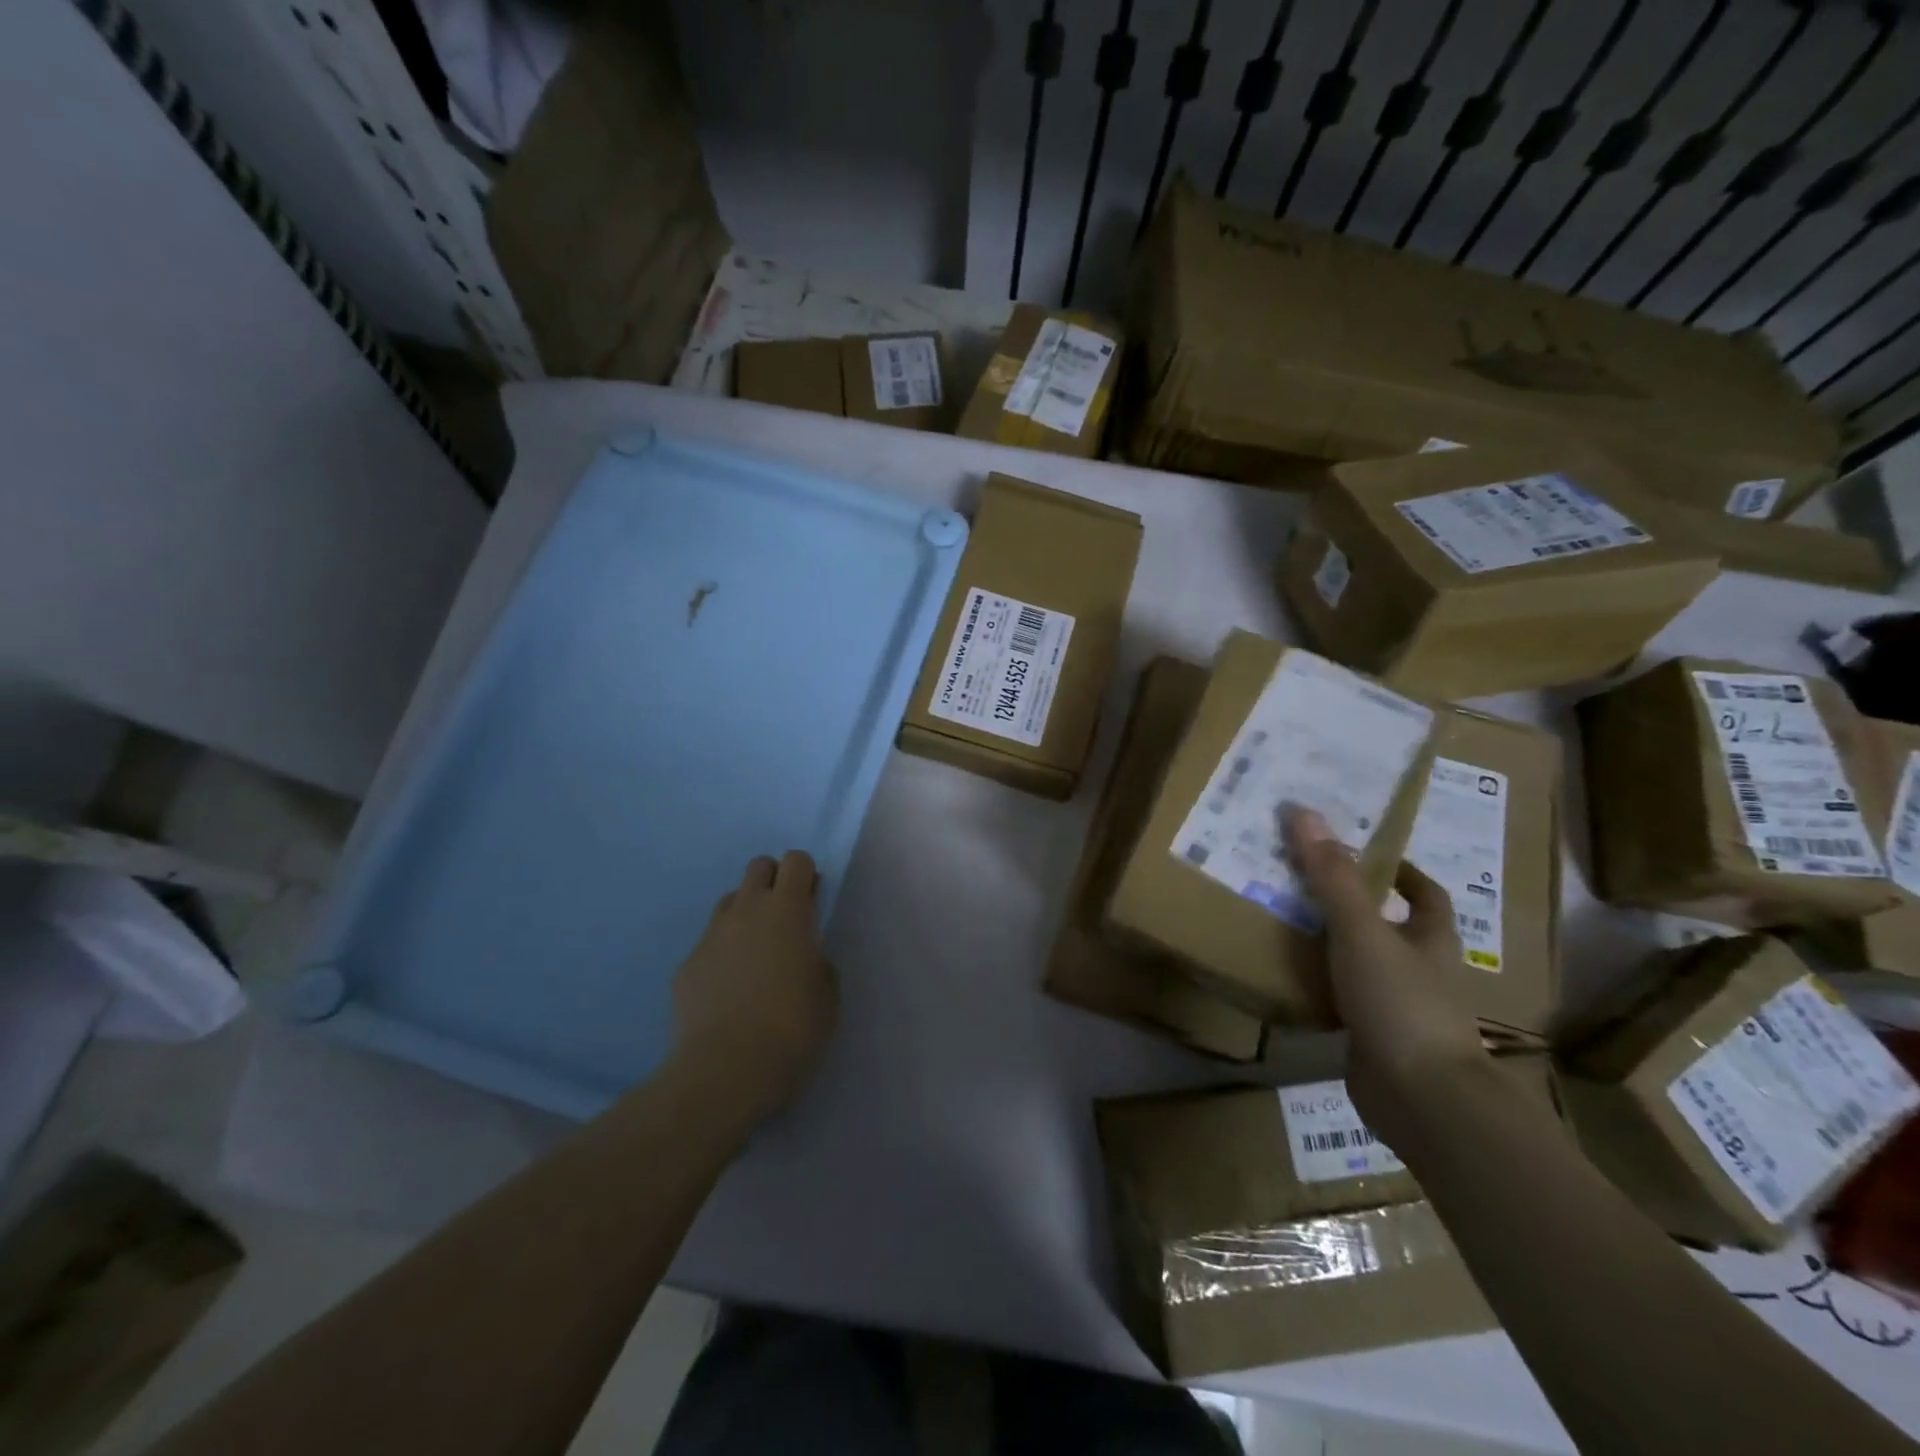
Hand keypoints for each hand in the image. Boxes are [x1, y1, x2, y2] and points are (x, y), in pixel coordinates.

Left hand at [672, 851, 838, 1122]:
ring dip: (746, 915)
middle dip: (774, 881)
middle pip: (758, 867)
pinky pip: (709, 944)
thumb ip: (816, 956)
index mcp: (787, 910)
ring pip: (730, 902)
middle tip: (785, 920)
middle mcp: (746, 911)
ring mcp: (711, 936)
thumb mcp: (827, 990)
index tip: (813, 902)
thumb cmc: (793, 1027)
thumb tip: (802, 952)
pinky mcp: (686, 966)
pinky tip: (729, 991)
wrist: (726, 1070)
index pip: (796, 861)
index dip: (806, 876)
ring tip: (756, 955)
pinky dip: (722, 955)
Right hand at [1282, 807, 1486, 1142]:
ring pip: (1362, 965)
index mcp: (1430, 940)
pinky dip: (1317, 989)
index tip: (1364, 854)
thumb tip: (1303, 812)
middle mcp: (1420, 971)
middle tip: (1301, 881)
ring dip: (1330, 947)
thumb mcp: (1362, 930)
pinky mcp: (1372, 1040)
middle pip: (1390, 928)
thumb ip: (1332, 876)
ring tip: (1282, 921)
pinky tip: (1283, 978)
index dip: (1403, 873)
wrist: (1420, 1098)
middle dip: (1352, 906)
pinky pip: (1341, 1002)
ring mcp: (1398, 1008)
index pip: (1427, 896)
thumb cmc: (1401, 1002)